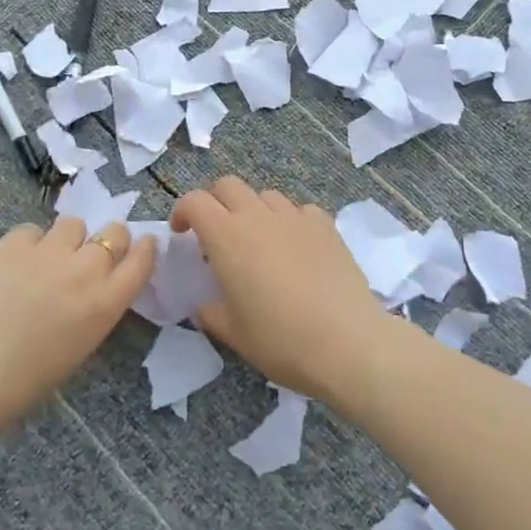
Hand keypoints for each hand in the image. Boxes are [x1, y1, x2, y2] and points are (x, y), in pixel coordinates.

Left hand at [0, 217, 156, 445]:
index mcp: (105, 304)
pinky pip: (32, 231)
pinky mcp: (10, 243)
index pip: (142, 260)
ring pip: (73, 225)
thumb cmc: (19, 387)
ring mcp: (47, 251)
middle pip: (114, 232)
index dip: (144, 249)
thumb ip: (91, 313)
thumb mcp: (75, 352)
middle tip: (87, 260)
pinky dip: (29, 244)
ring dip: (68, 240)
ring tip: (46, 262)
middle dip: (107, 241)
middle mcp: (84, 270)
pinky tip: (12, 267)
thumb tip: (89, 293)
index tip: (141, 247)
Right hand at [170, 177, 391, 411]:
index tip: (182, 234)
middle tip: (216, 233)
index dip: (183, 211)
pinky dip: (290, 221)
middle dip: (215, 202)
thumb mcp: (234, 334)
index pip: (195, 201)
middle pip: (228, 185)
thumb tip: (205, 306)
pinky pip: (300, 210)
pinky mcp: (326, 226)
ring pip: (265, 195)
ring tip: (259, 241)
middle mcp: (259, 217)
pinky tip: (296, 247)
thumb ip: (211, 313)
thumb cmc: (281, 341)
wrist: (348, 344)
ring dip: (253, 210)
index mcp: (227, 237)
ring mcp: (296, 218)